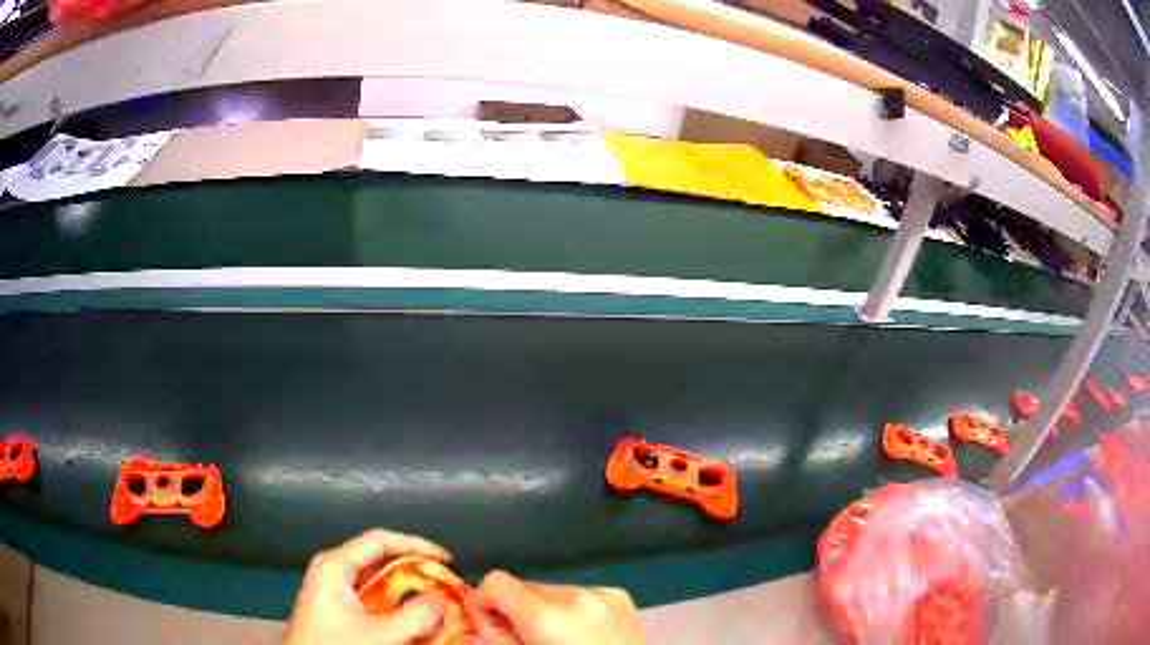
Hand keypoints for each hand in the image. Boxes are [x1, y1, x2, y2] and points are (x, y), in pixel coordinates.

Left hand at [285, 529, 451, 644]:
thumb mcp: (379, 635)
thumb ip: (414, 617)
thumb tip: (440, 601)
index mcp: (336, 565)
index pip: (380, 541)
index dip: (415, 545)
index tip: (445, 559)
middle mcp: (336, 572)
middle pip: (382, 562)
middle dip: (416, 575)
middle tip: (446, 586)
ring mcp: (337, 592)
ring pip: (381, 586)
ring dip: (410, 597)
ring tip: (438, 608)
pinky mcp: (342, 612)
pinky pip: (375, 604)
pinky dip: (398, 612)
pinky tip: (417, 627)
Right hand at [468, 571, 644, 644]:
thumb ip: (493, 633)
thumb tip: (476, 608)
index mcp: (545, 617)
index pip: (497, 581)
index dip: (486, 598)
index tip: (488, 617)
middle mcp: (574, 596)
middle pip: (526, 587)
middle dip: (519, 608)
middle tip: (527, 637)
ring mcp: (602, 593)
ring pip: (553, 590)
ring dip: (547, 609)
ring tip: (561, 638)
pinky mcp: (619, 596)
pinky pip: (580, 594)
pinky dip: (573, 610)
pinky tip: (583, 634)